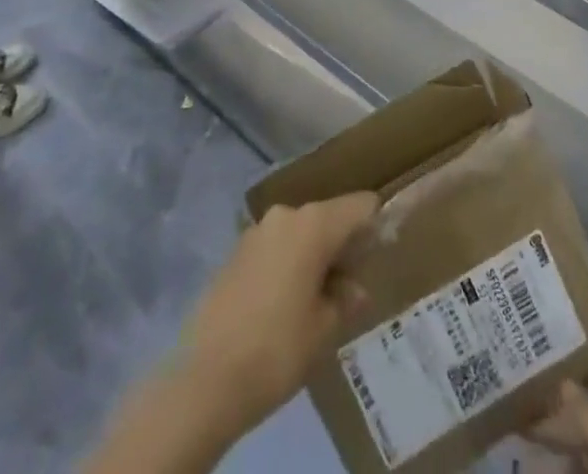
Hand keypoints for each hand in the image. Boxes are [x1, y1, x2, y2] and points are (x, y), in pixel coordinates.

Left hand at [177, 192, 377, 440]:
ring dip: (313, 256)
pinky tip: (285, 304)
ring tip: (318, 299)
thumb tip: (354, 289)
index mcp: (314, 224)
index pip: (360, 206)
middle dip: (343, 246)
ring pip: (299, 233)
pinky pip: (275, 248)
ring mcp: (256, 231)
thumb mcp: (325, 329)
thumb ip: (345, 299)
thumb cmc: (278, 349)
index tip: (383, 251)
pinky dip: (287, 265)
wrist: (205, 380)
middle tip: (351, 286)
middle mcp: (286, 215)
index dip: (376, 224)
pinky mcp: (235, 253)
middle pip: (328, 217)